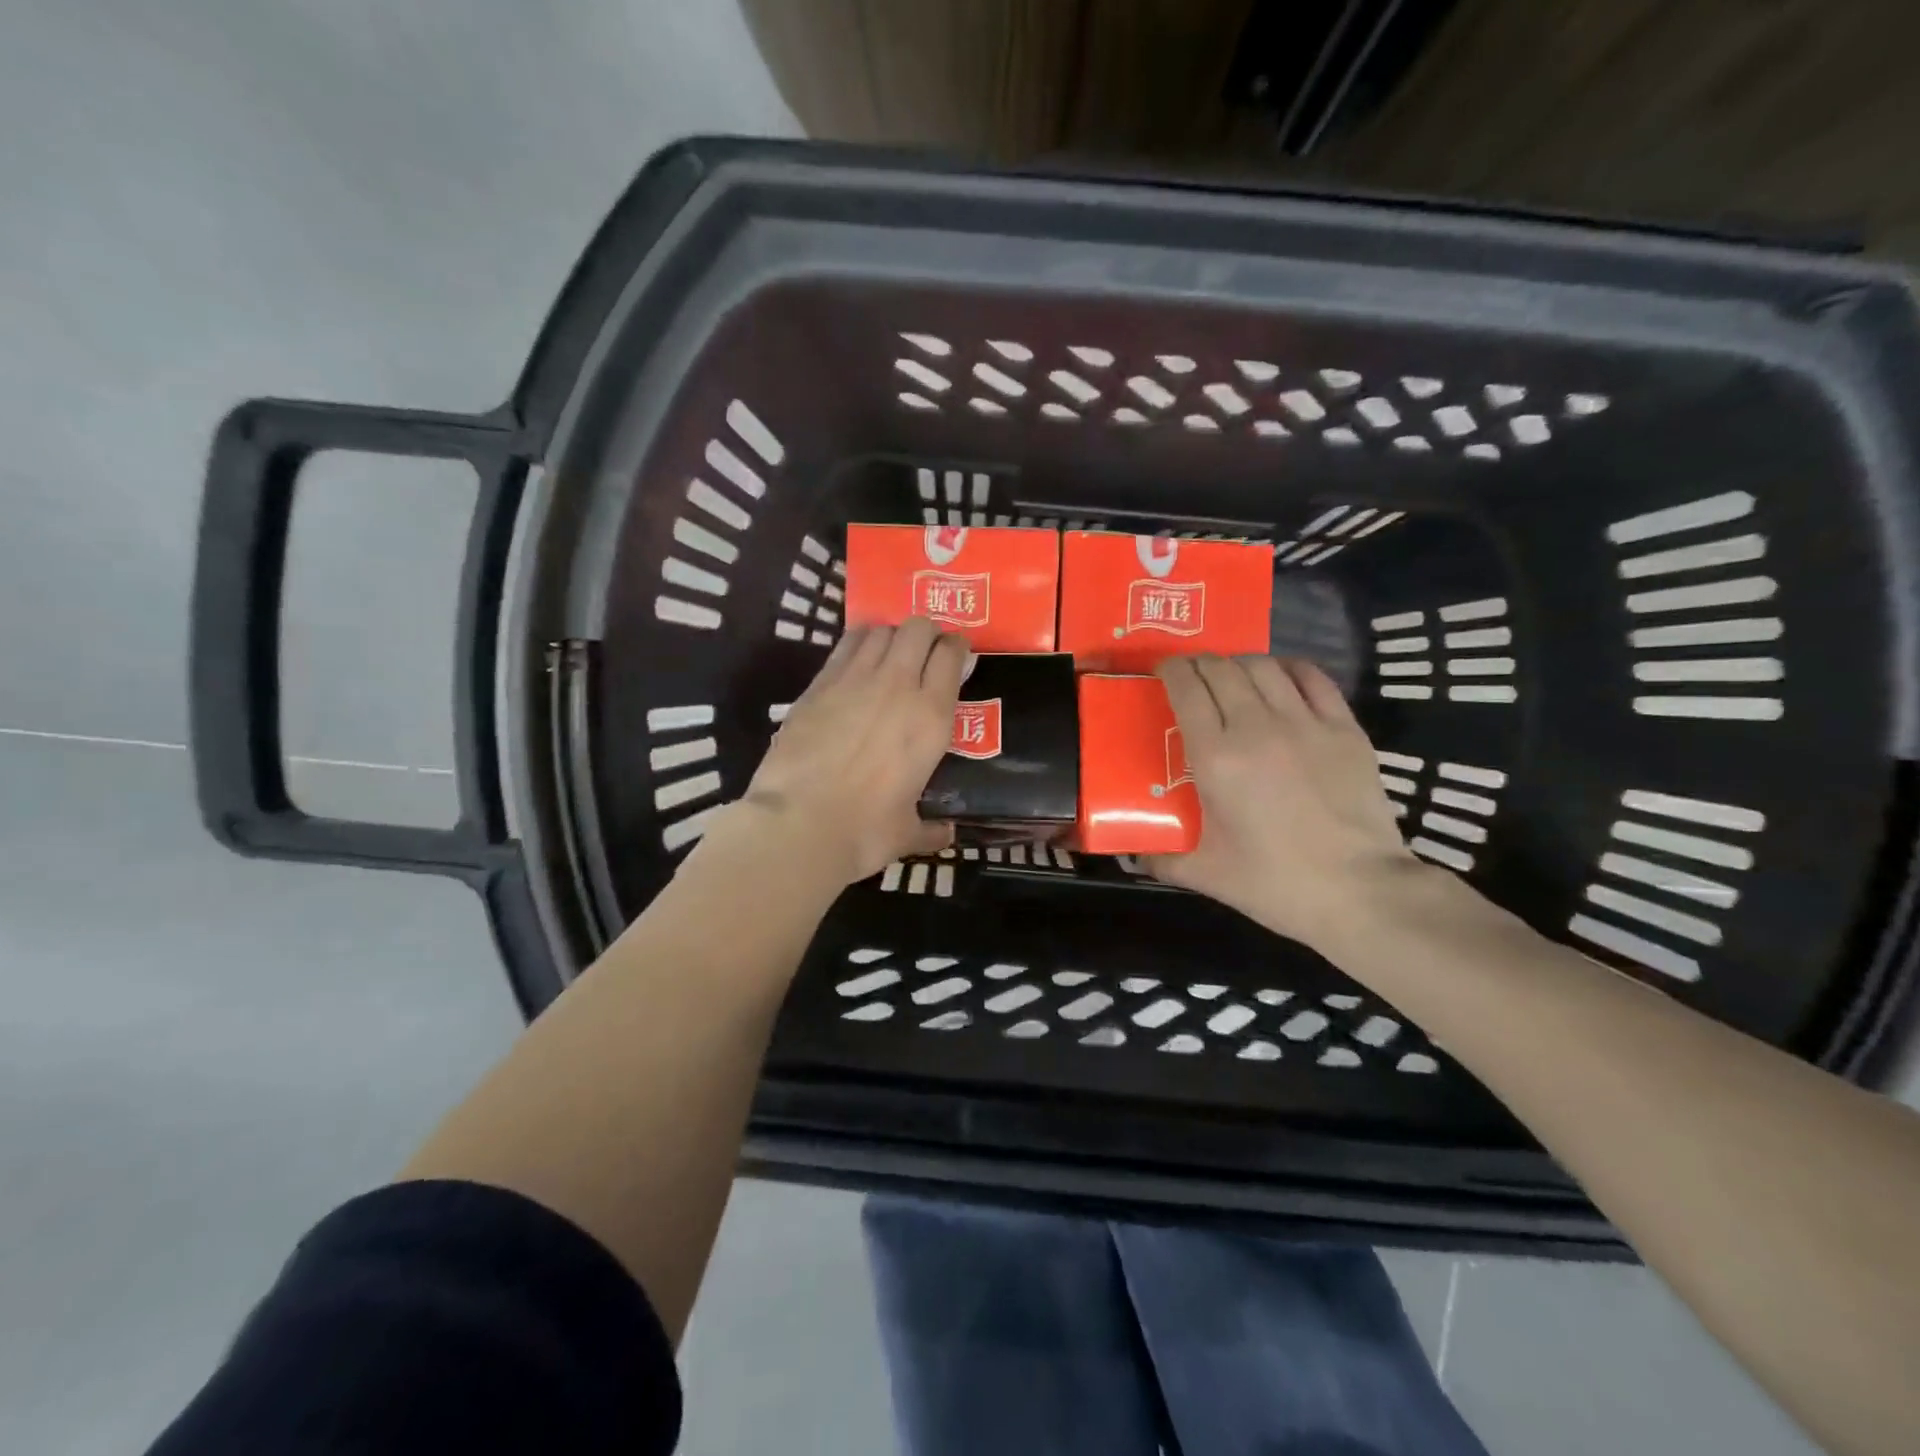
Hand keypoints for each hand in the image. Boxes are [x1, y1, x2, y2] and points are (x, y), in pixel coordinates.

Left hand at [737, 617, 965, 885]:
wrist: (798, 825)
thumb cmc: (864, 832)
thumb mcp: (907, 833)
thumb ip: (931, 829)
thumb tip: (946, 835)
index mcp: (931, 718)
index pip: (951, 656)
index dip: (956, 648)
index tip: (956, 655)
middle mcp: (898, 686)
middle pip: (918, 629)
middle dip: (926, 632)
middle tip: (925, 651)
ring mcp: (854, 679)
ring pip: (880, 630)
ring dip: (891, 635)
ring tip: (890, 653)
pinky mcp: (818, 684)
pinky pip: (845, 646)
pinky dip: (857, 644)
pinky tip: (856, 660)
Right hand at [1150, 655, 1424, 952]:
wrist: (1360, 891)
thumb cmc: (1276, 883)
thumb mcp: (1206, 874)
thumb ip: (1161, 860)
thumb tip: (1133, 856)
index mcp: (1216, 757)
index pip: (1186, 689)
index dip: (1170, 671)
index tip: (1161, 672)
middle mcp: (1256, 727)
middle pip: (1221, 669)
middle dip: (1199, 664)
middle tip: (1191, 676)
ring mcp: (1305, 723)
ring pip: (1263, 667)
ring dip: (1239, 663)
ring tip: (1231, 676)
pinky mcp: (1344, 728)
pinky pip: (1311, 678)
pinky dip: (1288, 668)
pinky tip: (1280, 677)